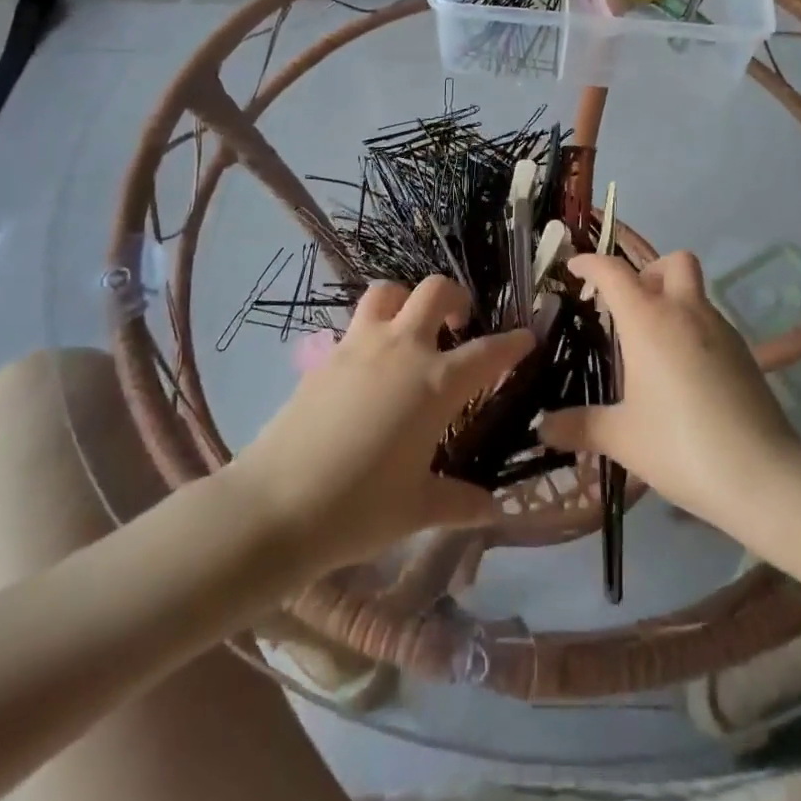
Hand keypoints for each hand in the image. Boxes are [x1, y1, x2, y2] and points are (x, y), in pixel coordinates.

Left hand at [233, 276, 531, 572]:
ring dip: (407, 300)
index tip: (527, 338)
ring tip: (412, 329)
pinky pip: (356, 322)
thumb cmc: (358, 509)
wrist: (274, 506)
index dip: (513, 343)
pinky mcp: (326, 356)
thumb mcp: (417, 509)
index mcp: (436, 384)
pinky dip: (373, 327)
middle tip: (461, 324)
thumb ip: (459, 501)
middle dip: (457, 298)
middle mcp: (402, 350)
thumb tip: (493, 508)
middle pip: (435, 292)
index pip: (489, 352)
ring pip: (388, 291)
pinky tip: (372, 364)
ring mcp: (359, 346)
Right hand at [540, 251, 800, 530]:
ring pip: (696, 292)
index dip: (590, 263)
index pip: (614, 272)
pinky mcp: (745, 354)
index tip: (574, 269)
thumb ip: (579, 426)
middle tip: (629, 305)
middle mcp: (687, 312)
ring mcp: (722, 330)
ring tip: (651, 348)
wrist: (763, 476)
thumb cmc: (680, 446)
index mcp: (649, 321)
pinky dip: (692, 330)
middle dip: (648, 271)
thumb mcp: (621, 438)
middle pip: (673, 262)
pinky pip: (712, 323)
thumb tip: (543, 427)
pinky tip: (683, 374)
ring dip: (672, 302)